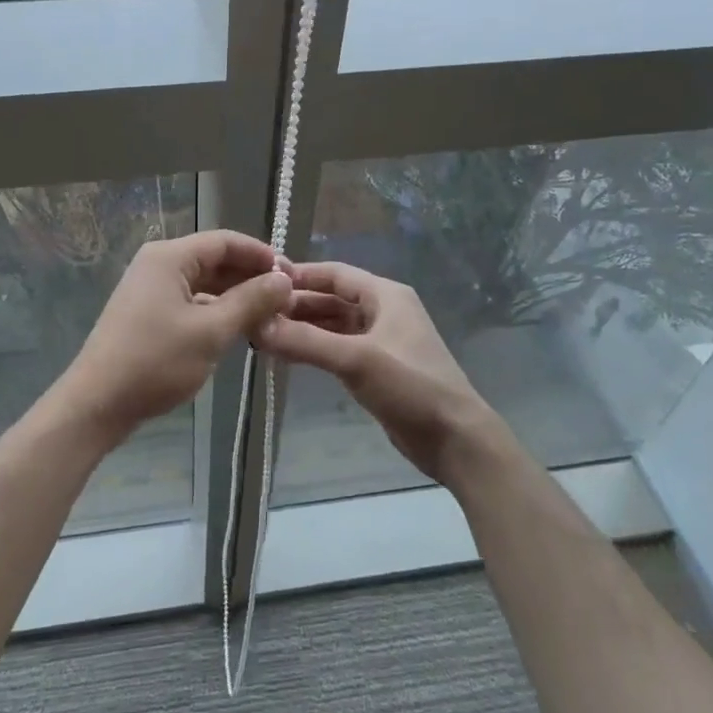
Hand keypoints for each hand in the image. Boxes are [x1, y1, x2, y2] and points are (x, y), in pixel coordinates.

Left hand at [61, 230, 291, 438]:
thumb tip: (284, 279)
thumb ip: (251, 301)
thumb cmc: (155, 361)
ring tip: (270, 317)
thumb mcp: (211, 331)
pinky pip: (191, 300)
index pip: (226, 241)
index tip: (293, 276)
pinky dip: (216, 310)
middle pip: (215, 259)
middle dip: (251, 277)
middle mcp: (159, 263)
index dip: (262, 255)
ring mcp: (151, 288)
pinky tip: (239, 329)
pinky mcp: (149, 312)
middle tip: (286, 301)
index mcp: (170, 257)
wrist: (98, 403)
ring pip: (205, 283)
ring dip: (236, 296)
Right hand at [257, 262, 504, 483]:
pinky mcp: (378, 368)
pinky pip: (338, 348)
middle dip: (296, 305)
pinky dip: (315, 349)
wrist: (455, 438)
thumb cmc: (410, 386)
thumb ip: (305, 341)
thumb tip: (256, 325)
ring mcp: (381, 340)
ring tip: (265, 336)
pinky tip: (289, 356)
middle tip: (256, 315)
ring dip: (303, 328)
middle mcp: (383, 311)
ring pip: (333, 325)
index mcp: (385, 295)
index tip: (261, 281)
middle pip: (331, 299)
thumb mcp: (356, 359)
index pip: (334, 273)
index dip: (299, 275)